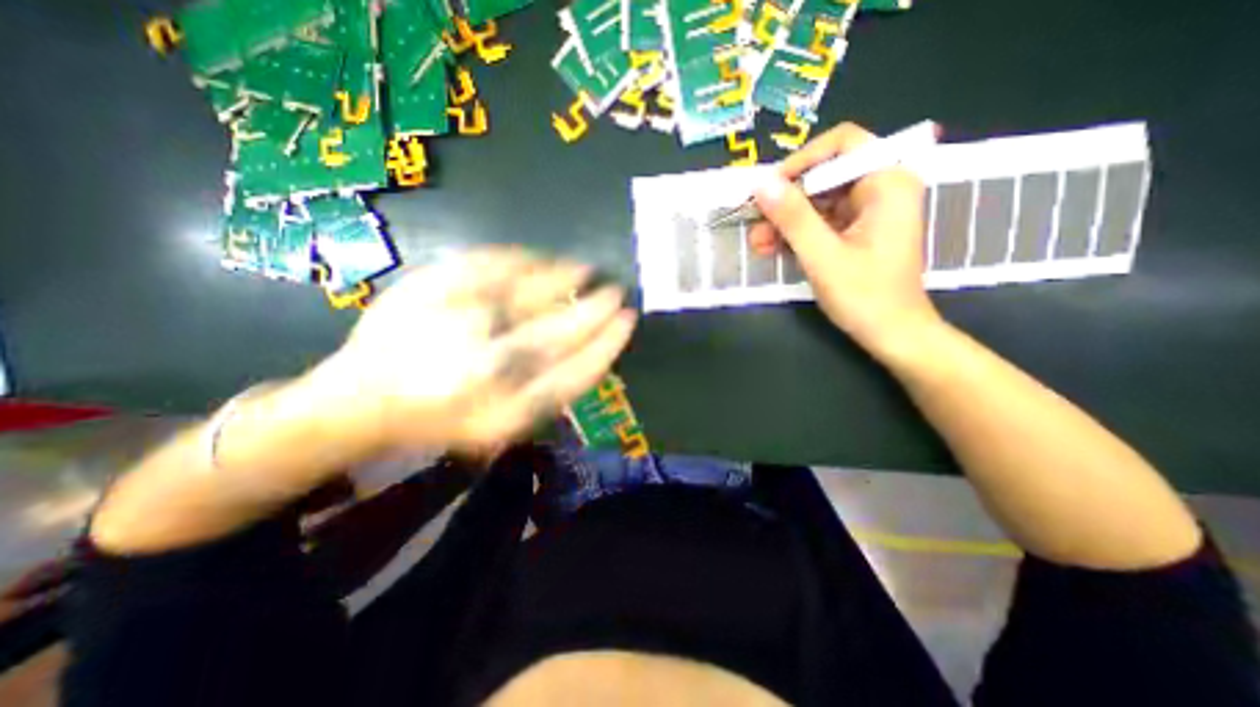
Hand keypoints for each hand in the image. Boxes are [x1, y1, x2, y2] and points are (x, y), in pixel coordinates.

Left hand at [309, 248, 633, 454]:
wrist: (363, 399)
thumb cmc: (445, 418)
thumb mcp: (506, 423)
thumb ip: (552, 391)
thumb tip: (592, 347)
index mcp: (504, 411)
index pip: (575, 373)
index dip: (608, 343)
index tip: (627, 319)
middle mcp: (482, 368)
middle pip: (557, 332)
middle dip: (595, 309)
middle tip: (615, 292)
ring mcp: (453, 324)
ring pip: (528, 294)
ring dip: (565, 278)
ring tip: (585, 271)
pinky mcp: (427, 288)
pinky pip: (488, 264)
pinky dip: (523, 259)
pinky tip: (541, 259)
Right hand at [747, 122, 943, 359]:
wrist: (893, 334)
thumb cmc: (865, 296)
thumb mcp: (822, 255)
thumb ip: (793, 218)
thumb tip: (762, 184)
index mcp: (886, 183)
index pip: (841, 145)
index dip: (801, 162)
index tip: (770, 189)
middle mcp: (881, 188)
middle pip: (825, 176)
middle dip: (786, 200)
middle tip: (754, 222)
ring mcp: (868, 211)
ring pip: (818, 201)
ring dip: (785, 221)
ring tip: (757, 244)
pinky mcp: (857, 232)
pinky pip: (821, 221)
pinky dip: (796, 234)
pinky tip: (772, 249)